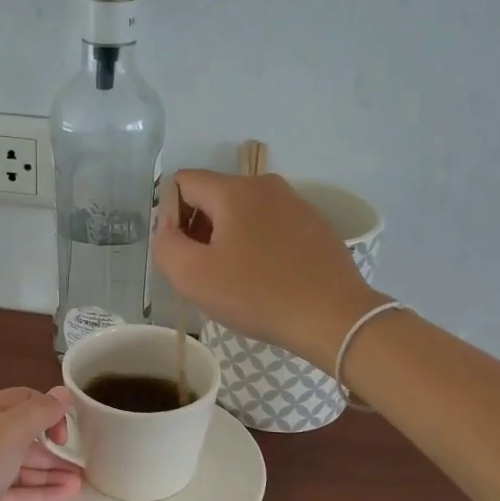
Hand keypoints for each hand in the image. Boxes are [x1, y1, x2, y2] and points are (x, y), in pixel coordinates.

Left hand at [0, 388, 82, 500]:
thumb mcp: (7, 434)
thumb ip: (38, 413)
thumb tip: (62, 393)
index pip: (23, 400)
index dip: (49, 409)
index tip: (68, 431)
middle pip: (23, 435)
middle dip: (53, 444)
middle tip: (83, 459)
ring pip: (21, 467)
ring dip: (50, 471)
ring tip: (82, 481)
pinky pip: (16, 494)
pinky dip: (40, 494)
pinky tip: (66, 497)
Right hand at [152, 171, 382, 369]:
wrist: (333, 317)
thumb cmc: (257, 294)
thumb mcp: (193, 276)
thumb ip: (166, 244)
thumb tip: (168, 227)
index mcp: (235, 190)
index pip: (183, 183)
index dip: (170, 216)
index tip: (182, 253)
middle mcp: (266, 185)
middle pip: (214, 197)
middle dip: (200, 229)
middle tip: (205, 272)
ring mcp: (296, 204)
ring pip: (244, 213)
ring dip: (229, 240)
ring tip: (236, 280)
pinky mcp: (316, 226)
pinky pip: (272, 227)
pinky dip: (259, 247)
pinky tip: (266, 280)